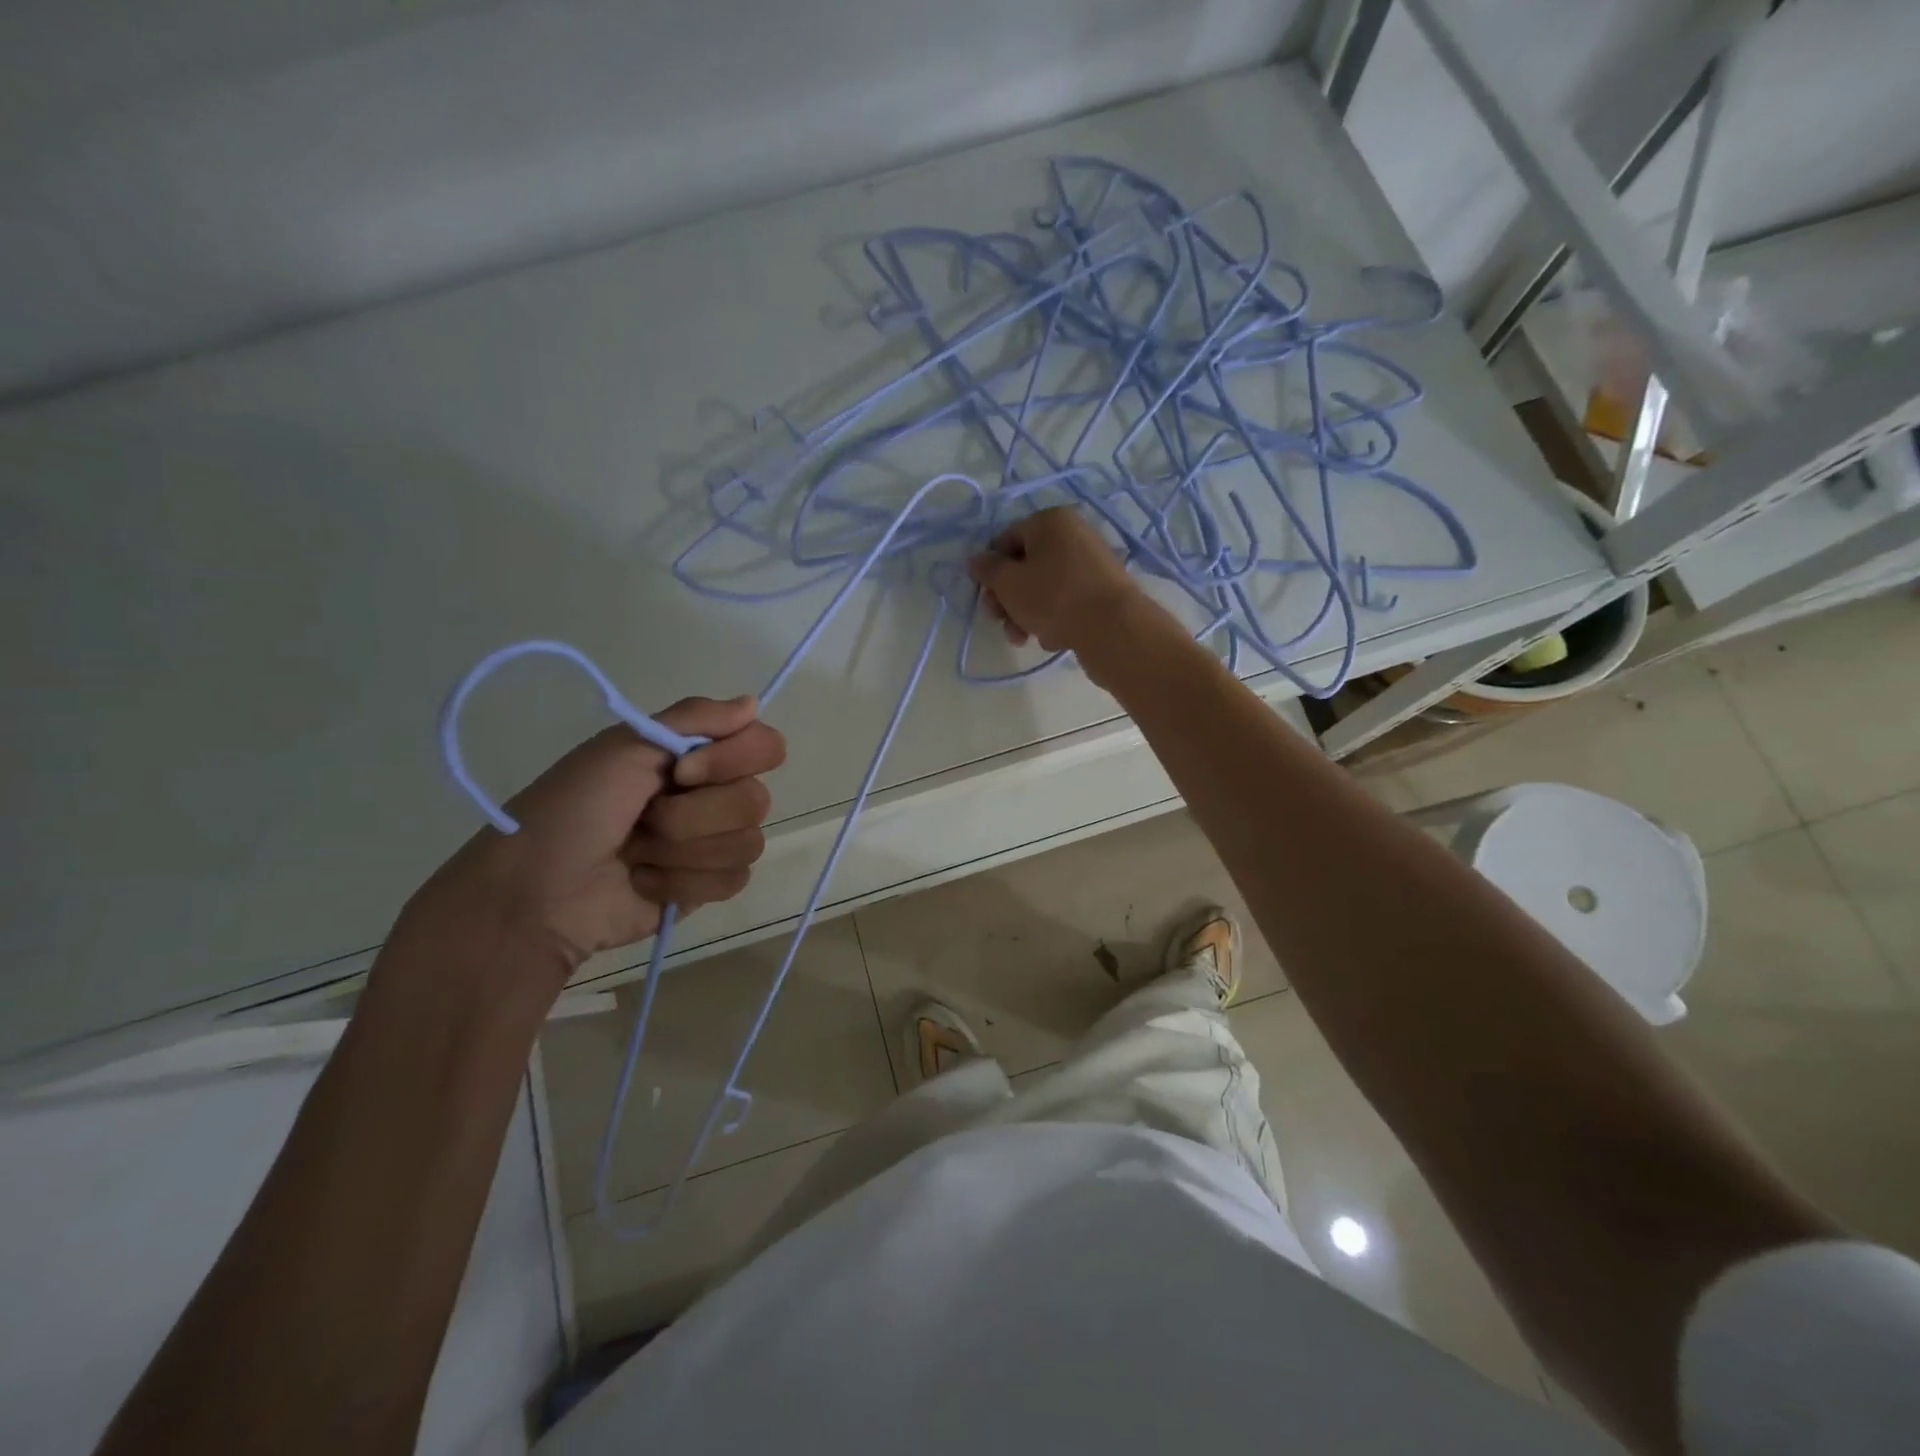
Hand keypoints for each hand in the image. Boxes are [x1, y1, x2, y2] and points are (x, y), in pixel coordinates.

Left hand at [389, 697, 785, 1000]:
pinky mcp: (707, 886)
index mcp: (697, 755)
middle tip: (643, 818)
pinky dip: (682, 881)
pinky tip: (644, 882)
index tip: (682, 771)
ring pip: (746, 843)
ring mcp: (712, 842)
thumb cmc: (572, 809)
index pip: (764, 747)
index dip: (733, 761)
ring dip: (680, 850)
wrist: (534, 892)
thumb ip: (694, 718)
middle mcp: (712, 794)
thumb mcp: (624, 746)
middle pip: (756, 800)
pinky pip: (733, 879)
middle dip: (692, 815)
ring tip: (635, 854)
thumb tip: (753, 702)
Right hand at [967, 506, 1145, 654]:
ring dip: (1028, 614)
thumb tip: (976, 559)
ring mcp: (1092, 562)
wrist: (1114, 628)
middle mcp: (1073, 533)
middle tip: (1003, 623)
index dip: (991, 572)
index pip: (1005, 540)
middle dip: (1009, 599)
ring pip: (1045, 587)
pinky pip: (1067, 600)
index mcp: (1050, 521)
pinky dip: (1055, 617)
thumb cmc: (1054, 598)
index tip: (988, 599)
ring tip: (1026, 638)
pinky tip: (1054, 638)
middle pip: (1025, 566)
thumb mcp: (1009, 584)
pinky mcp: (1103, 589)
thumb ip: (988, 569)